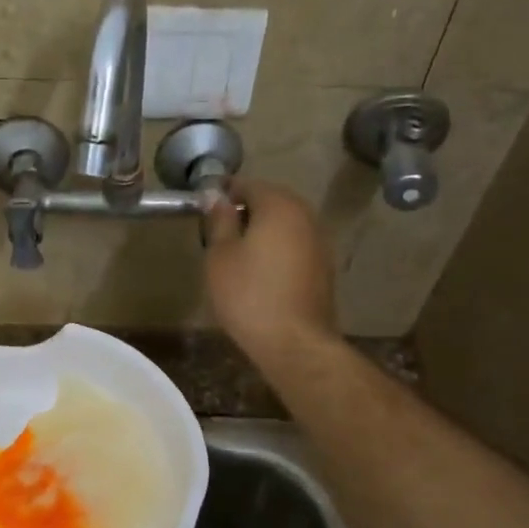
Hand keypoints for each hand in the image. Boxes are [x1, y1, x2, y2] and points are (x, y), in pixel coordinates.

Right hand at [204, 180, 336, 364]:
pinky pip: (294, 246)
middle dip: (244, 212)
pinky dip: (277, 250)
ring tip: (237, 255)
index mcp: (279, 205)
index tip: (204, 210)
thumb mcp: (220, 256)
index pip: (247, 185)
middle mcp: (305, 215)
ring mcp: (319, 241)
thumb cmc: (248, 294)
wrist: (294, 342)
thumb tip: (216, 196)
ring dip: (262, 232)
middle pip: (270, 202)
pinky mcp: (323, 267)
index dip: (223, 194)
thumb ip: (219, 221)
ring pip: (284, 225)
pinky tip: (260, 273)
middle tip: (218, 234)